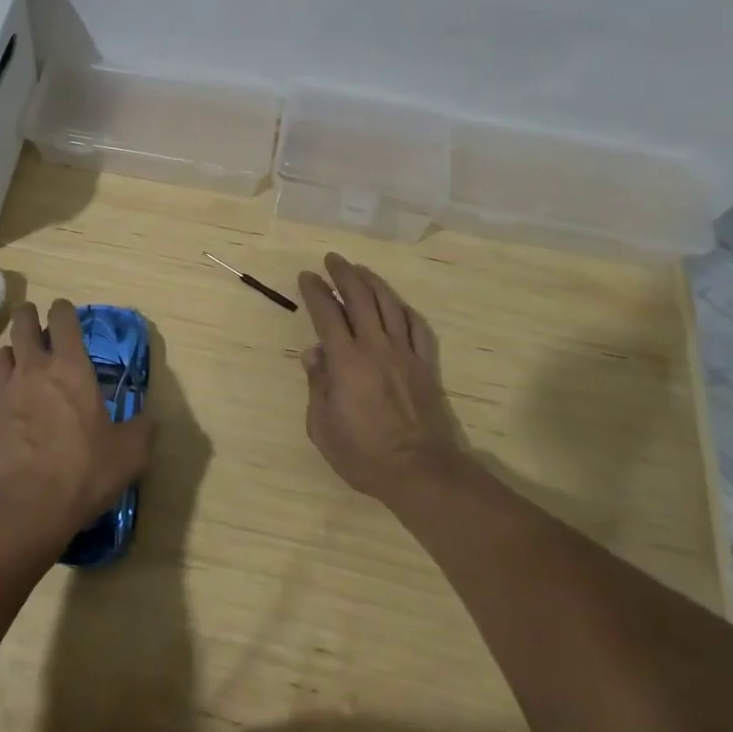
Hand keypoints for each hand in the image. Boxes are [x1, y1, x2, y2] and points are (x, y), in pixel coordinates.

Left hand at [0, 300, 153, 546]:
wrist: (22, 507)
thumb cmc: (82, 471)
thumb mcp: (128, 455)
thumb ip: (141, 431)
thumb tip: (149, 420)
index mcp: (71, 367)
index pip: (62, 318)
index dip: (63, 310)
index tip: (66, 315)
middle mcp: (35, 368)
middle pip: (23, 322)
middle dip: (29, 317)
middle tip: (37, 325)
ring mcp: (5, 391)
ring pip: (2, 351)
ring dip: (12, 351)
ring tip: (21, 363)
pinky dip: (0, 386)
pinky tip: (11, 404)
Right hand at [297, 253, 464, 503]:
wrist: (419, 472)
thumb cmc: (363, 454)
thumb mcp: (322, 426)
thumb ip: (317, 385)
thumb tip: (314, 353)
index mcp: (346, 360)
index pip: (327, 313)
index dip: (316, 291)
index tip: (307, 276)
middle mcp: (375, 347)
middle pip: (360, 298)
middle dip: (344, 274)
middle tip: (332, 259)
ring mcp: (404, 353)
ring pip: (389, 304)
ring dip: (373, 282)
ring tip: (361, 270)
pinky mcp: (425, 365)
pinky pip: (417, 327)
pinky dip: (404, 310)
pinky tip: (397, 304)